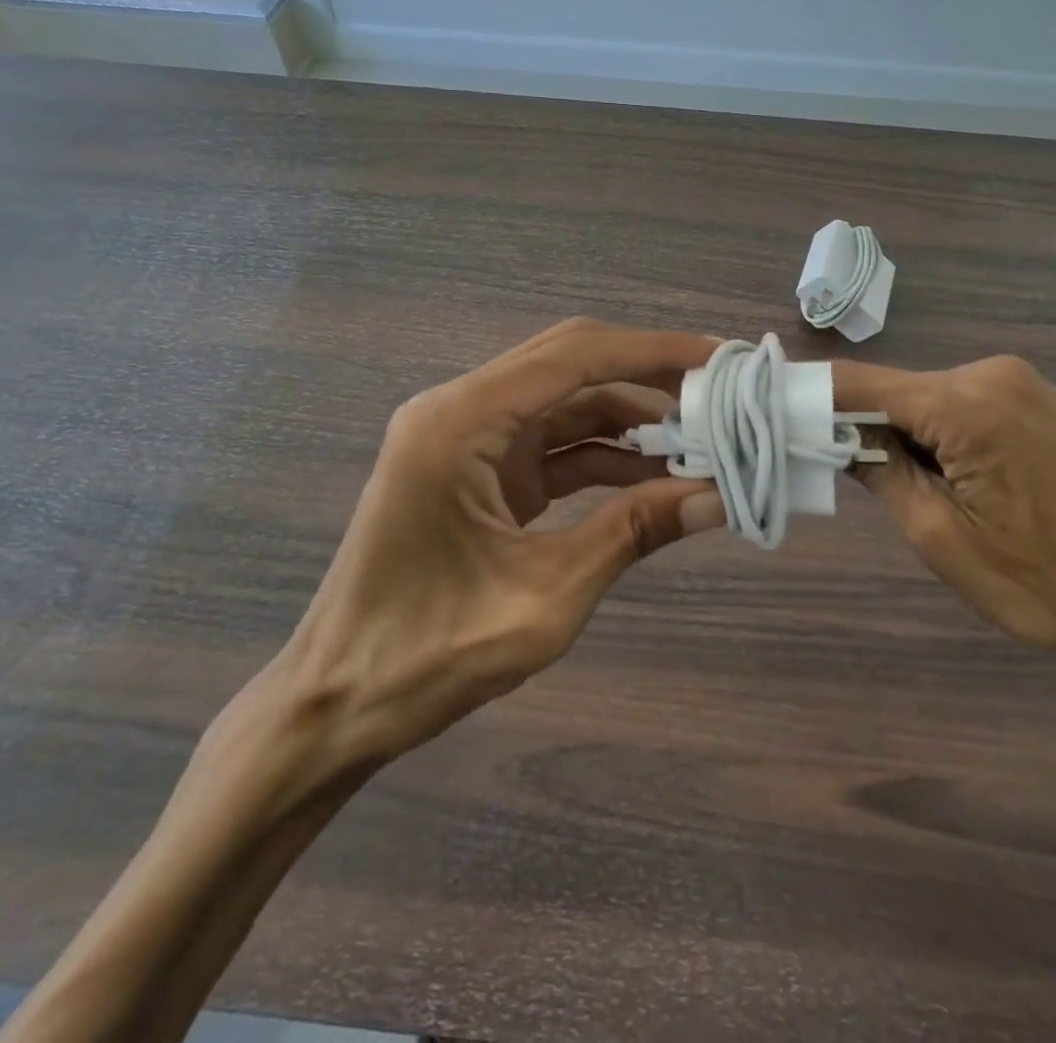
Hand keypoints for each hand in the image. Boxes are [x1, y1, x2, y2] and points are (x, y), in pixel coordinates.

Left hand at [249, 320, 726, 796]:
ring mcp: (466, 439)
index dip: (653, 352)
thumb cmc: (426, 657)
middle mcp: (460, 411)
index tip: (720, 360)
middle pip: (570, 363)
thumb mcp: (546, 597)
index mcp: (461, 423)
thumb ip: (631, 533)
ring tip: (701, 440)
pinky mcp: (476, 469)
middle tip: (719, 393)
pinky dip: (603, 455)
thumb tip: (717, 497)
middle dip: (648, 374)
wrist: (335, 703)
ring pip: (565, 402)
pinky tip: (655, 477)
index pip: (575, 357)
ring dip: (631, 418)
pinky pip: (551, 444)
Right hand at [834, 355, 1055, 692]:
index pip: (859, 383)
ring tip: (906, 488)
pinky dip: (938, 432)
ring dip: (903, 434)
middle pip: (894, 390)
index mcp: (967, 404)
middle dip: (860, 426)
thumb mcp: (942, 540)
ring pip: (928, 398)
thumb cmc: (1047, 584)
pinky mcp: (1040, 399)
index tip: (768, 409)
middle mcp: (992, 374)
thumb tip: (838, 438)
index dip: (809, 395)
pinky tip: (952, 476)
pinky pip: (964, 404)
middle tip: (835, 473)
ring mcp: (1022, 382)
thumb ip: (881, 475)